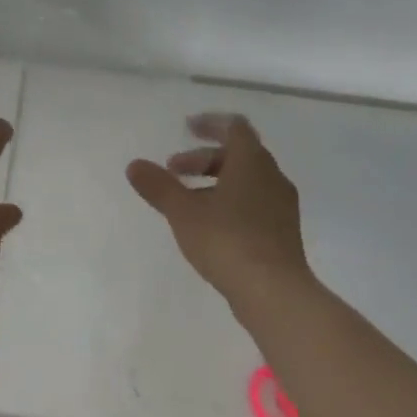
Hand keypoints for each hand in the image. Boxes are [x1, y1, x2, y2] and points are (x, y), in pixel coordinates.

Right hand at [126, 113, 313, 311]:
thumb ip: (158, 186)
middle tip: (173, 170)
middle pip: (238, 154)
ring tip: (186, 200)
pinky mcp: (283, 232)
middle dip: (203, 158)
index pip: (235, 127)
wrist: (274, 292)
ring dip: (215, 181)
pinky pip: (254, 202)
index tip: (187, 128)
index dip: (210, 124)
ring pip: (247, 180)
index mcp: (251, 162)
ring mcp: (281, 206)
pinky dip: (230, 201)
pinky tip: (209, 224)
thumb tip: (134, 165)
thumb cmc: (226, 240)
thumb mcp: (183, 211)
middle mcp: (272, 177)